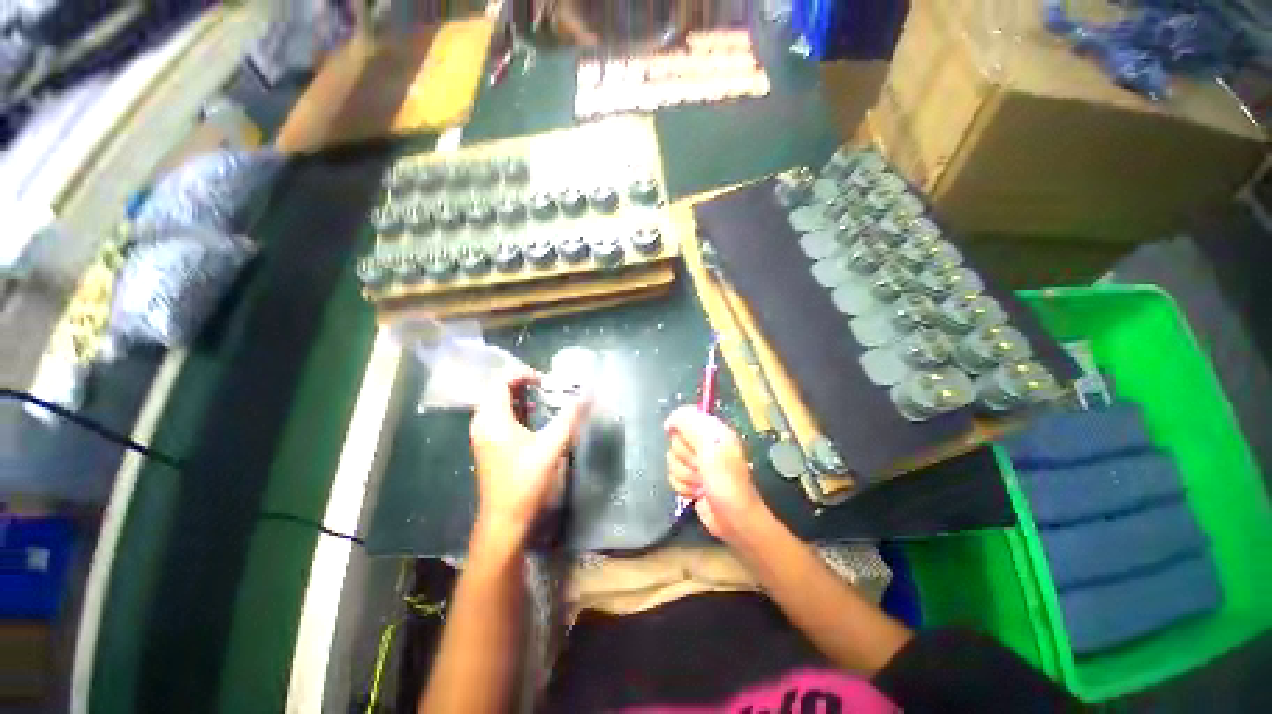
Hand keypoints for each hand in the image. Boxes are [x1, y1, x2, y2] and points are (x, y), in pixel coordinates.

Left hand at [469, 369, 583, 547]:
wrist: (505, 521)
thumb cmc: (526, 481)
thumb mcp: (553, 446)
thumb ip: (570, 417)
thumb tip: (585, 394)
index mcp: (492, 418)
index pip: (501, 380)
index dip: (524, 374)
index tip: (547, 381)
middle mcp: (482, 422)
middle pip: (497, 389)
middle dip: (522, 383)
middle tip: (547, 386)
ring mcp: (483, 435)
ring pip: (497, 403)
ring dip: (519, 396)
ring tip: (543, 398)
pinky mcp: (489, 445)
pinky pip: (499, 416)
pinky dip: (515, 410)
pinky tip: (532, 417)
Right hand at [664, 406, 768, 544]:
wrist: (733, 517)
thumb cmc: (725, 478)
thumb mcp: (709, 442)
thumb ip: (688, 422)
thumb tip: (669, 423)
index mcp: (713, 430)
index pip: (684, 418)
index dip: (682, 432)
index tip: (689, 444)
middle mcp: (704, 444)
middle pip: (675, 441)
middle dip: (685, 458)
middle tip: (701, 467)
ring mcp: (697, 464)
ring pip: (672, 460)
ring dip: (685, 475)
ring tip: (701, 483)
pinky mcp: (690, 482)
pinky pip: (673, 477)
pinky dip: (683, 487)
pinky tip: (696, 493)